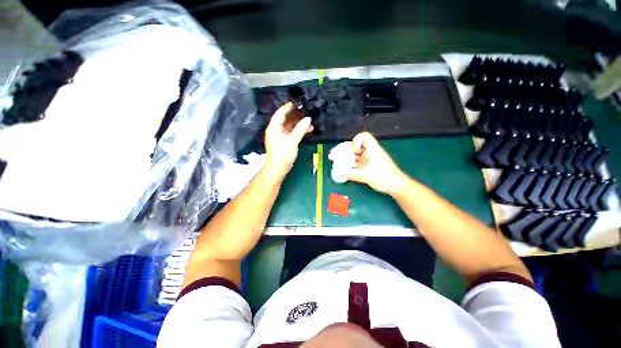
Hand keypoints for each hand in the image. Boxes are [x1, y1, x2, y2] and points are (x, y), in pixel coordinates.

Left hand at [264, 103, 312, 180]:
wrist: (278, 169)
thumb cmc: (282, 156)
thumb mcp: (292, 142)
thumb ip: (300, 130)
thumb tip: (308, 118)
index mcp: (274, 127)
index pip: (281, 113)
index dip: (290, 106)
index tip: (300, 102)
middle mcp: (276, 129)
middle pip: (286, 118)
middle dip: (297, 114)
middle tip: (308, 110)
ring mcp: (281, 135)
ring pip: (290, 125)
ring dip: (300, 123)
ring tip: (310, 121)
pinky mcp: (285, 140)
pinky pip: (292, 131)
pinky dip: (299, 130)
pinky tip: (308, 129)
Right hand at [328, 132, 406, 194]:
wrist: (396, 186)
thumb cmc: (385, 177)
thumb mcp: (366, 176)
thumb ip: (352, 174)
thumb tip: (339, 172)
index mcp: (373, 149)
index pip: (364, 136)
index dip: (355, 141)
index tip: (352, 151)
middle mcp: (370, 152)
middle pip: (355, 146)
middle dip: (342, 149)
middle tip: (333, 155)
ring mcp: (369, 160)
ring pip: (354, 155)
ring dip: (344, 157)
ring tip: (334, 160)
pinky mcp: (368, 166)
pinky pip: (356, 162)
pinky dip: (349, 164)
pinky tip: (343, 168)